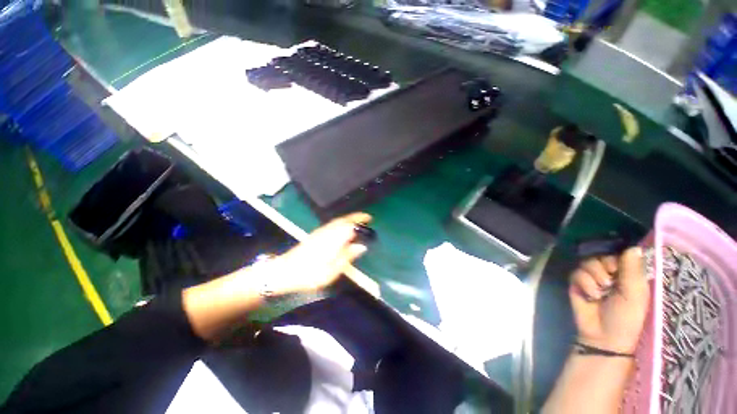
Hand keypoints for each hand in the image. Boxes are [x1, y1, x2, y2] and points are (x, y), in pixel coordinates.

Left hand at [269, 212, 370, 294]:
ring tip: (358, 222)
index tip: (370, 219)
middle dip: (355, 217)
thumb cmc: (309, 275)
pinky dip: (340, 223)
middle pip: (343, 220)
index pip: (350, 225)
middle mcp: (327, 232)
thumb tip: (362, 247)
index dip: (360, 220)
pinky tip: (343, 229)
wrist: (283, 272)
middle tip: (366, 218)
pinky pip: (331, 224)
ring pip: (337, 221)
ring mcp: (320, 232)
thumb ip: (347, 257)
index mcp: (333, 240)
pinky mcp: (315, 235)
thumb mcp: (331, 272)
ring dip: (348, 219)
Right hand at [569, 247, 648, 353]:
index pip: (619, 252)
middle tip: (610, 283)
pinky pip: (576, 273)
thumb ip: (632, 269)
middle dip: (604, 267)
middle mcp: (610, 273)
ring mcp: (592, 277)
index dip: (617, 256)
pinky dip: (583, 284)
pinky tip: (590, 295)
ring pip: (587, 263)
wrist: (603, 336)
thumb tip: (633, 246)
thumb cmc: (626, 317)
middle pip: (601, 255)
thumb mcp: (635, 294)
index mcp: (628, 274)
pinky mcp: (577, 283)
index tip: (618, 267)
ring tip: (600, 292)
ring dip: (594, 278)